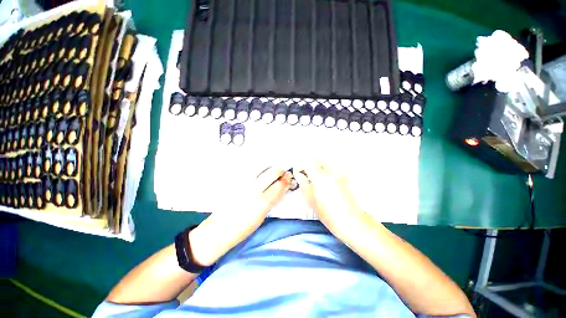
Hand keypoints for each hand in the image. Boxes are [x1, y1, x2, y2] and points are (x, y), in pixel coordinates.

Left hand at [190, 168, 291, 265]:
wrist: (218, 230)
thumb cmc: (242, 229)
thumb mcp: (262, 217)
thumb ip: (271, 201)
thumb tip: (279, 189)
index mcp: (262, 202)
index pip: (279, 185)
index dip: (286, 180)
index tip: (288, 177)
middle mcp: (254, 189)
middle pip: (272, 172)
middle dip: (279, 171)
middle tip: (281, 174)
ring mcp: (243, 184)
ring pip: (261, 169)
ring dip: (268, 169)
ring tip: (270, 173)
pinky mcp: (235, 182)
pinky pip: (250, 172)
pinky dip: (257, 171)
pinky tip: (258, 174)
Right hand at [293, 161, 366, 237]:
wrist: (349, 220)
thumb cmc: (328, 213)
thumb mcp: (310, 198)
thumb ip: (303, 183)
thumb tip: (298, 174)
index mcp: (320, 176)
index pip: (307, 162)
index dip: (300, 164)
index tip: (297, 169)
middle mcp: (330, 171)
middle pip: (316, 159)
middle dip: (308, 162)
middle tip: (303, 171)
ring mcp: (338, 173)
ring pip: (323, 163)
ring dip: (316, 166)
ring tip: (312, 176)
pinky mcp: (343, 177)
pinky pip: (330, 168)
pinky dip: (324, 170)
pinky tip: (322, 180)